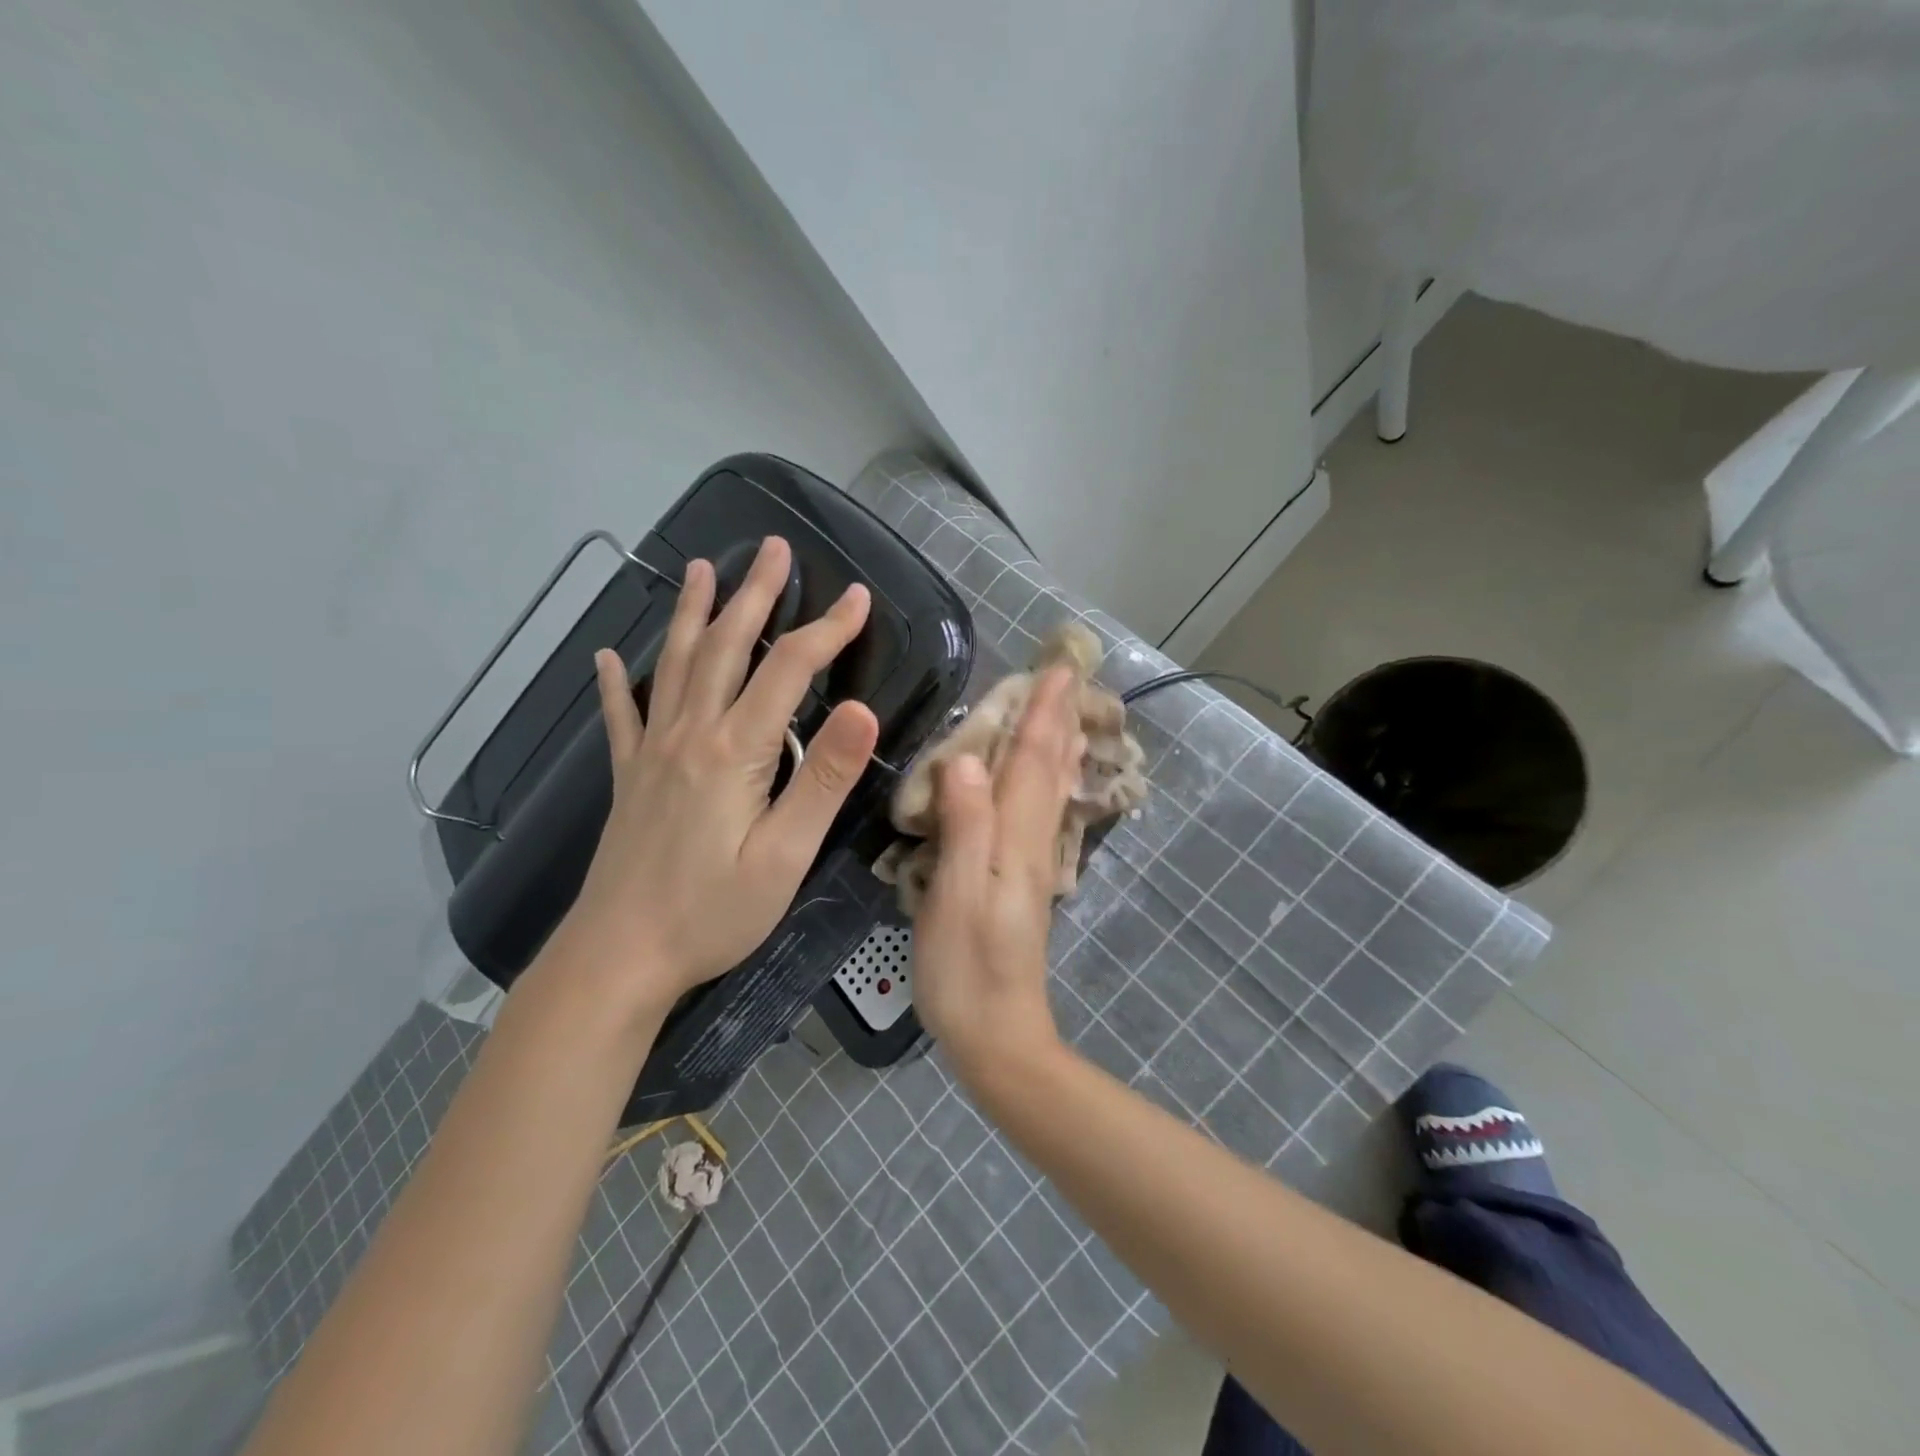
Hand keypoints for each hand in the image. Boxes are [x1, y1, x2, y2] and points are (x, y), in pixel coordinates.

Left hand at [558, 536, 879, 1013]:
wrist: (619, 956)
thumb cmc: (712, 913)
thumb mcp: (785, 855)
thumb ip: (822, 780)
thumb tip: (864, 711)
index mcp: (734, 751)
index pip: (788, 670)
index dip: (827, 630)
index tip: (859, 597)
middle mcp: (689, 735)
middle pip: (725, 647)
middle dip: (755, 595)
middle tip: (774, 549)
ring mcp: (652, 753)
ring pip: (675, 665)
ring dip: (691, 613)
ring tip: (701, 568)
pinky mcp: (629, 778)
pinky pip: (621, 717)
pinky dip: (617, 683)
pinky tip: (606, 658)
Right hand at [911, 666, 1085, 1086]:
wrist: (997, 1035)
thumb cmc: (966, 968)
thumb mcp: (957, 895)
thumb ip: (966, 825)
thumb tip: (968, 757)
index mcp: (1016, 840)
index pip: (1032, 762)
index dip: (1042, 714)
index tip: (1057, 669)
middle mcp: (1032, 844)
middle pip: (1050, 770)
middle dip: (1059, 720)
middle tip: (1069, 676)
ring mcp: (1031, 864)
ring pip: (1050, 791)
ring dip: (1060, 747)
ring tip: (1068, 713)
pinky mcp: (1023, 883)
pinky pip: (1041, 814)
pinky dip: (1049, 784)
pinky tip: (1047, 782)